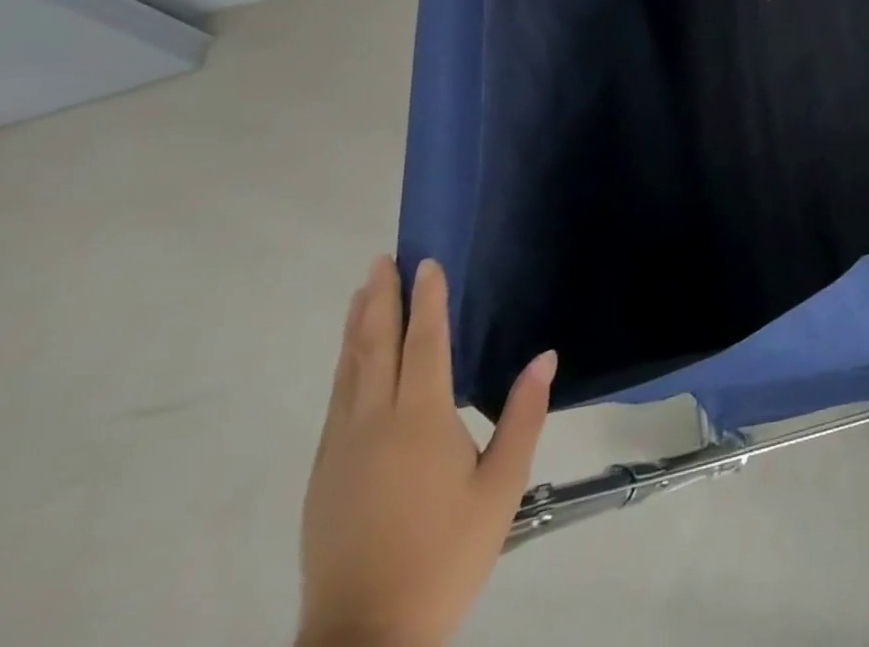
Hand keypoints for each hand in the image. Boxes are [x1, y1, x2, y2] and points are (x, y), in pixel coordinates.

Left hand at [298, 257, 555, 646]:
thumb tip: (546, 357)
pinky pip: (335, 401)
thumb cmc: (445, 554)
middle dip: (379, 300)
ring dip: (356, 327)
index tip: (426, 262)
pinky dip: (344, 366)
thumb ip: (523, 416)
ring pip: (347, 372)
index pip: (424, 343)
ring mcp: (340, 450)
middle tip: (380, 259)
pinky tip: (350, 360)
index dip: (426, 300)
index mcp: (419, 421)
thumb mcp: (501, 487)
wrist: (365, 637)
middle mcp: (373, 424)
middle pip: (374, 347)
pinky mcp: (323, 476)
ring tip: (362, 292)